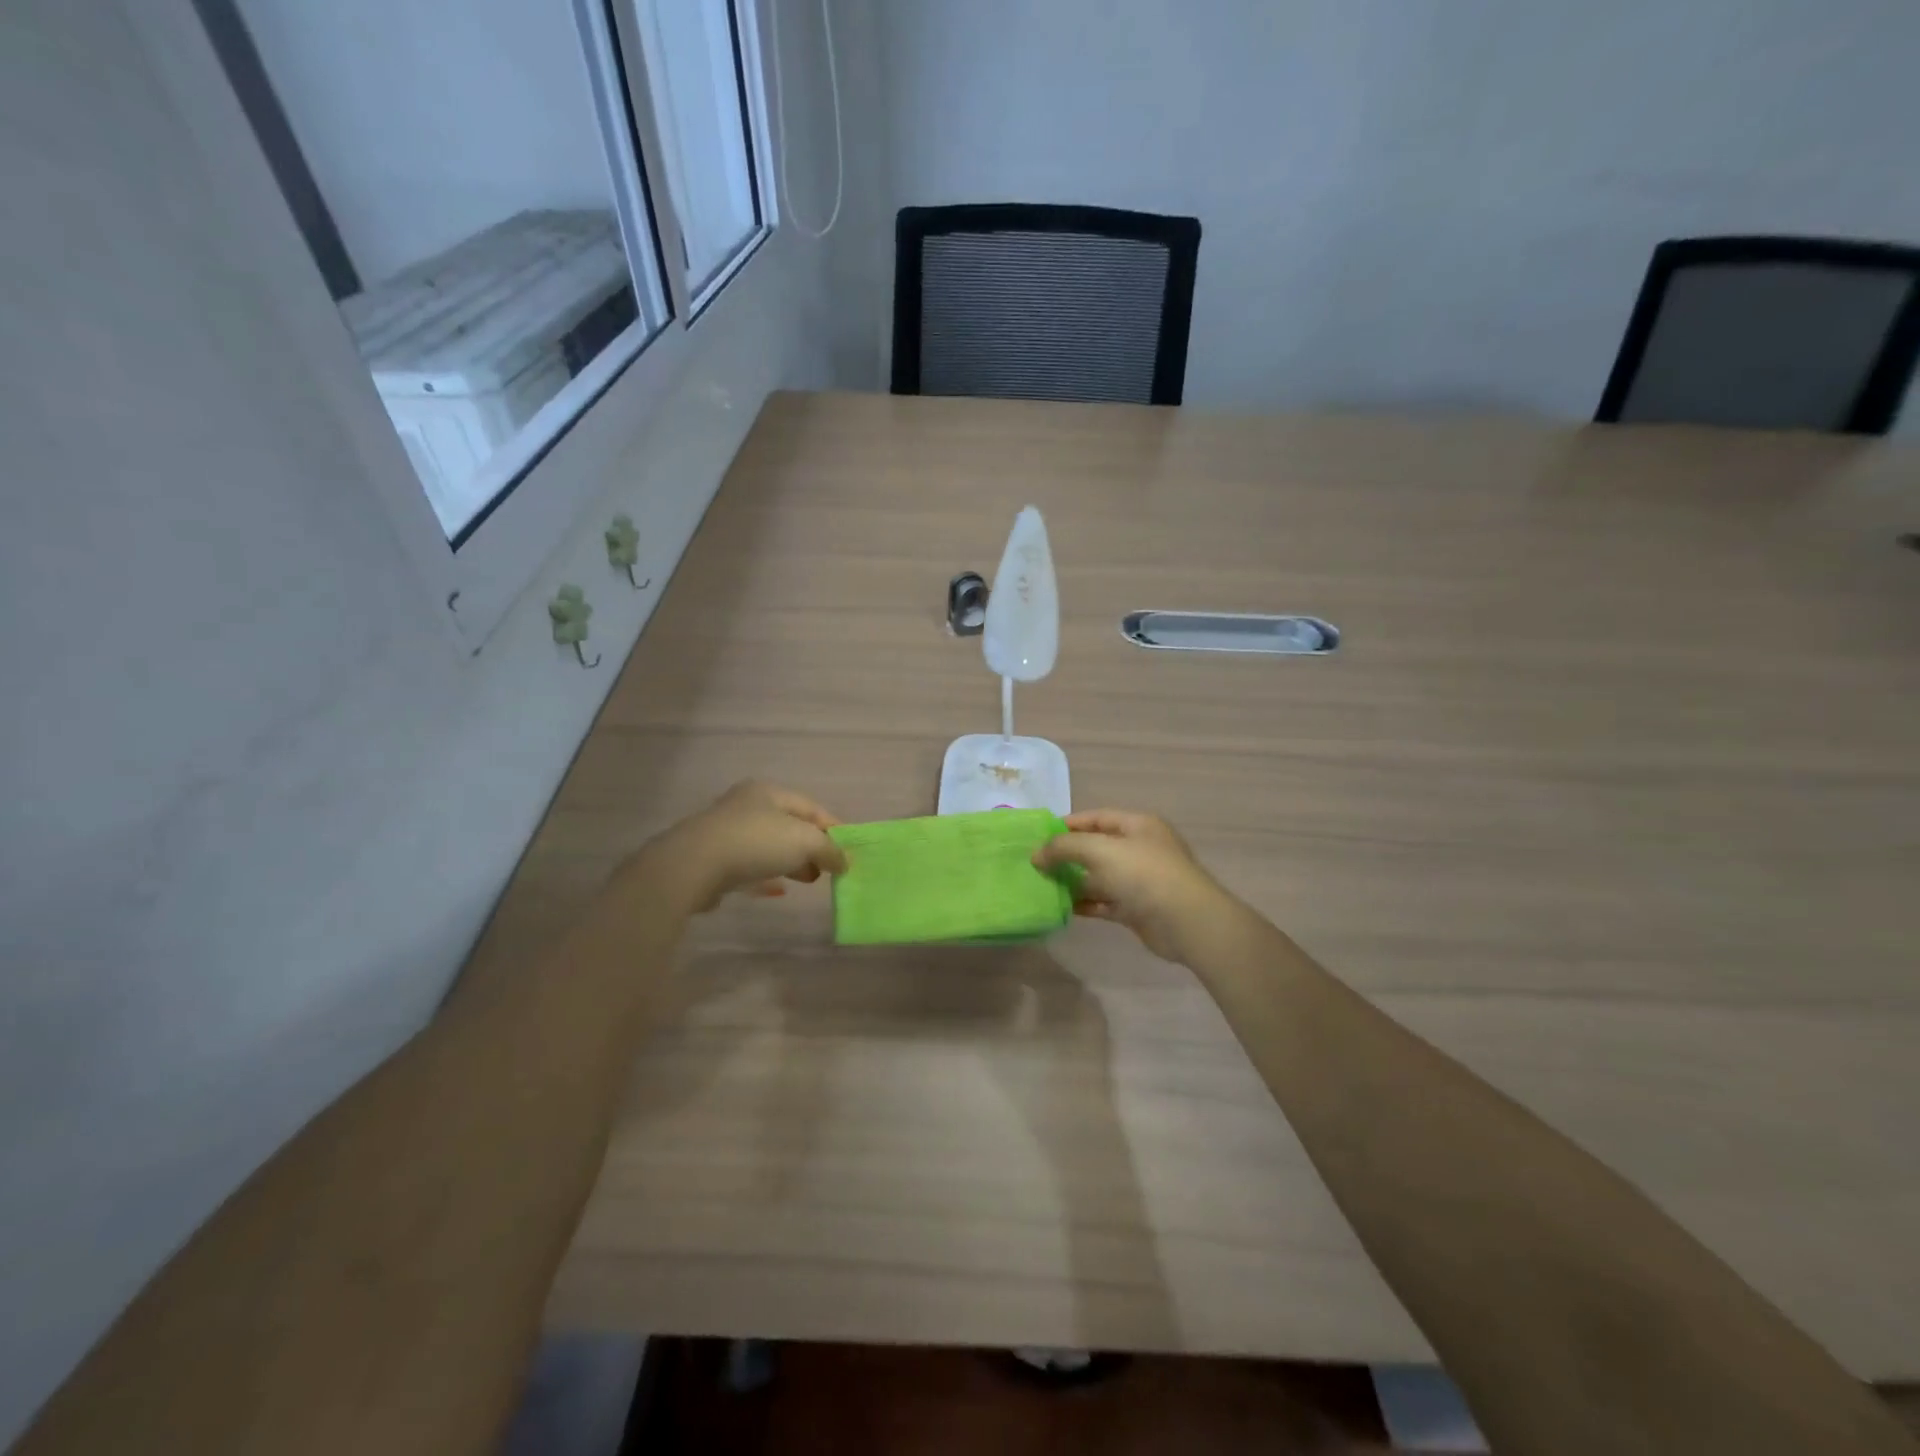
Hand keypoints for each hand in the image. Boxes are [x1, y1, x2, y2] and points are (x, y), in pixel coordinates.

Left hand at [651, 781, 846, 912]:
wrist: (693, 866)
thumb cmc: (755, 843)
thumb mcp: (804, 841)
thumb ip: (828, 850)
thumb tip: (844, 861)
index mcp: (769, 792)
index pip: (811, 807)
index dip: (833, 828)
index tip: (849, 851)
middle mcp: (747, 806)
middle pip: (789, 825)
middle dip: (812, 847)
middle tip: (828, 868)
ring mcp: (727, 832)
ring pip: (769, 845)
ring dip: (791, 862)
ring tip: (808, 880)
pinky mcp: (713, 859)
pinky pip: (749, 865)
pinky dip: (767, 874)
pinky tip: (777, 890)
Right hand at [1034, 809, 1233, 962]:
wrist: (1186, 922)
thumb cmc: (1143, 874)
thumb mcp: (1099, 850)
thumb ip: (1064, 847)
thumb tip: (1036, 855)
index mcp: (1137, 825)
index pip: (1096, 818)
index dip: (1067, 825)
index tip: (1038, 836)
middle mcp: (1139, 849)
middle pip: (1096, 847)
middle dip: (1067, 855)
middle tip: (1036, 863)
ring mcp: (1139, 880)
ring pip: (1098, 876)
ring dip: (1073, 881)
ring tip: (1042, 885)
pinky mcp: (1136, 908)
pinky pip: (1104, 901)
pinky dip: (1084, 903)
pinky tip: (1061, 906)